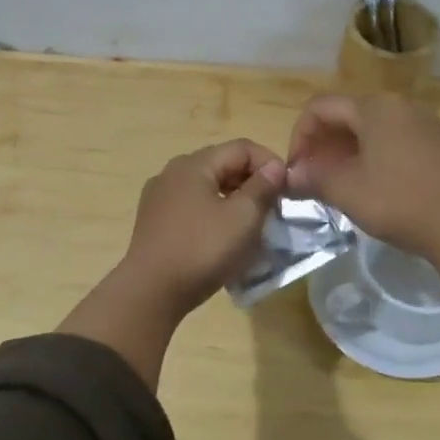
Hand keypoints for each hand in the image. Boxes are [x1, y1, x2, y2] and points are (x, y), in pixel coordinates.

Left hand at [121, 139, 287, 315]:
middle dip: (252, 181)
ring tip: (252, 223)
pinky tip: (222, 235)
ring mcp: (159, 197)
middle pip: (222, 164)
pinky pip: (191, 205)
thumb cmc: (202, 249)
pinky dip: (213, 212)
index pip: (241, 147)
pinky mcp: (154, 221)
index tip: (287, 190)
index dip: (269, 163)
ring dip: (233, 198)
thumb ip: (262, 187)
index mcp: (194, 164)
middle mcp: (172, 172)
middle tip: (273, 207)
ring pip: (206, 186)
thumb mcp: (243, 218)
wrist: (151, 292)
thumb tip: (275, 167)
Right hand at [287, 92, 439, 313]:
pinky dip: (370, 154)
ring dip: (344, 151)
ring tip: (336, 182)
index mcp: (374, 107)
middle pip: (346, 114)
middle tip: (312, 177)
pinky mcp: (435, 142)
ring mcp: (421, 122)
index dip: (300, 135)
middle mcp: (398, 105)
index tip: (297, 168)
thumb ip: (312, 177)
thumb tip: (291, 175)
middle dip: (322, 144)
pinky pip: (391, 138)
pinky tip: (367, 183)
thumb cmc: (396, 201)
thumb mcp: (345, 190)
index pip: (320, 107)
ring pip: (369, 128)